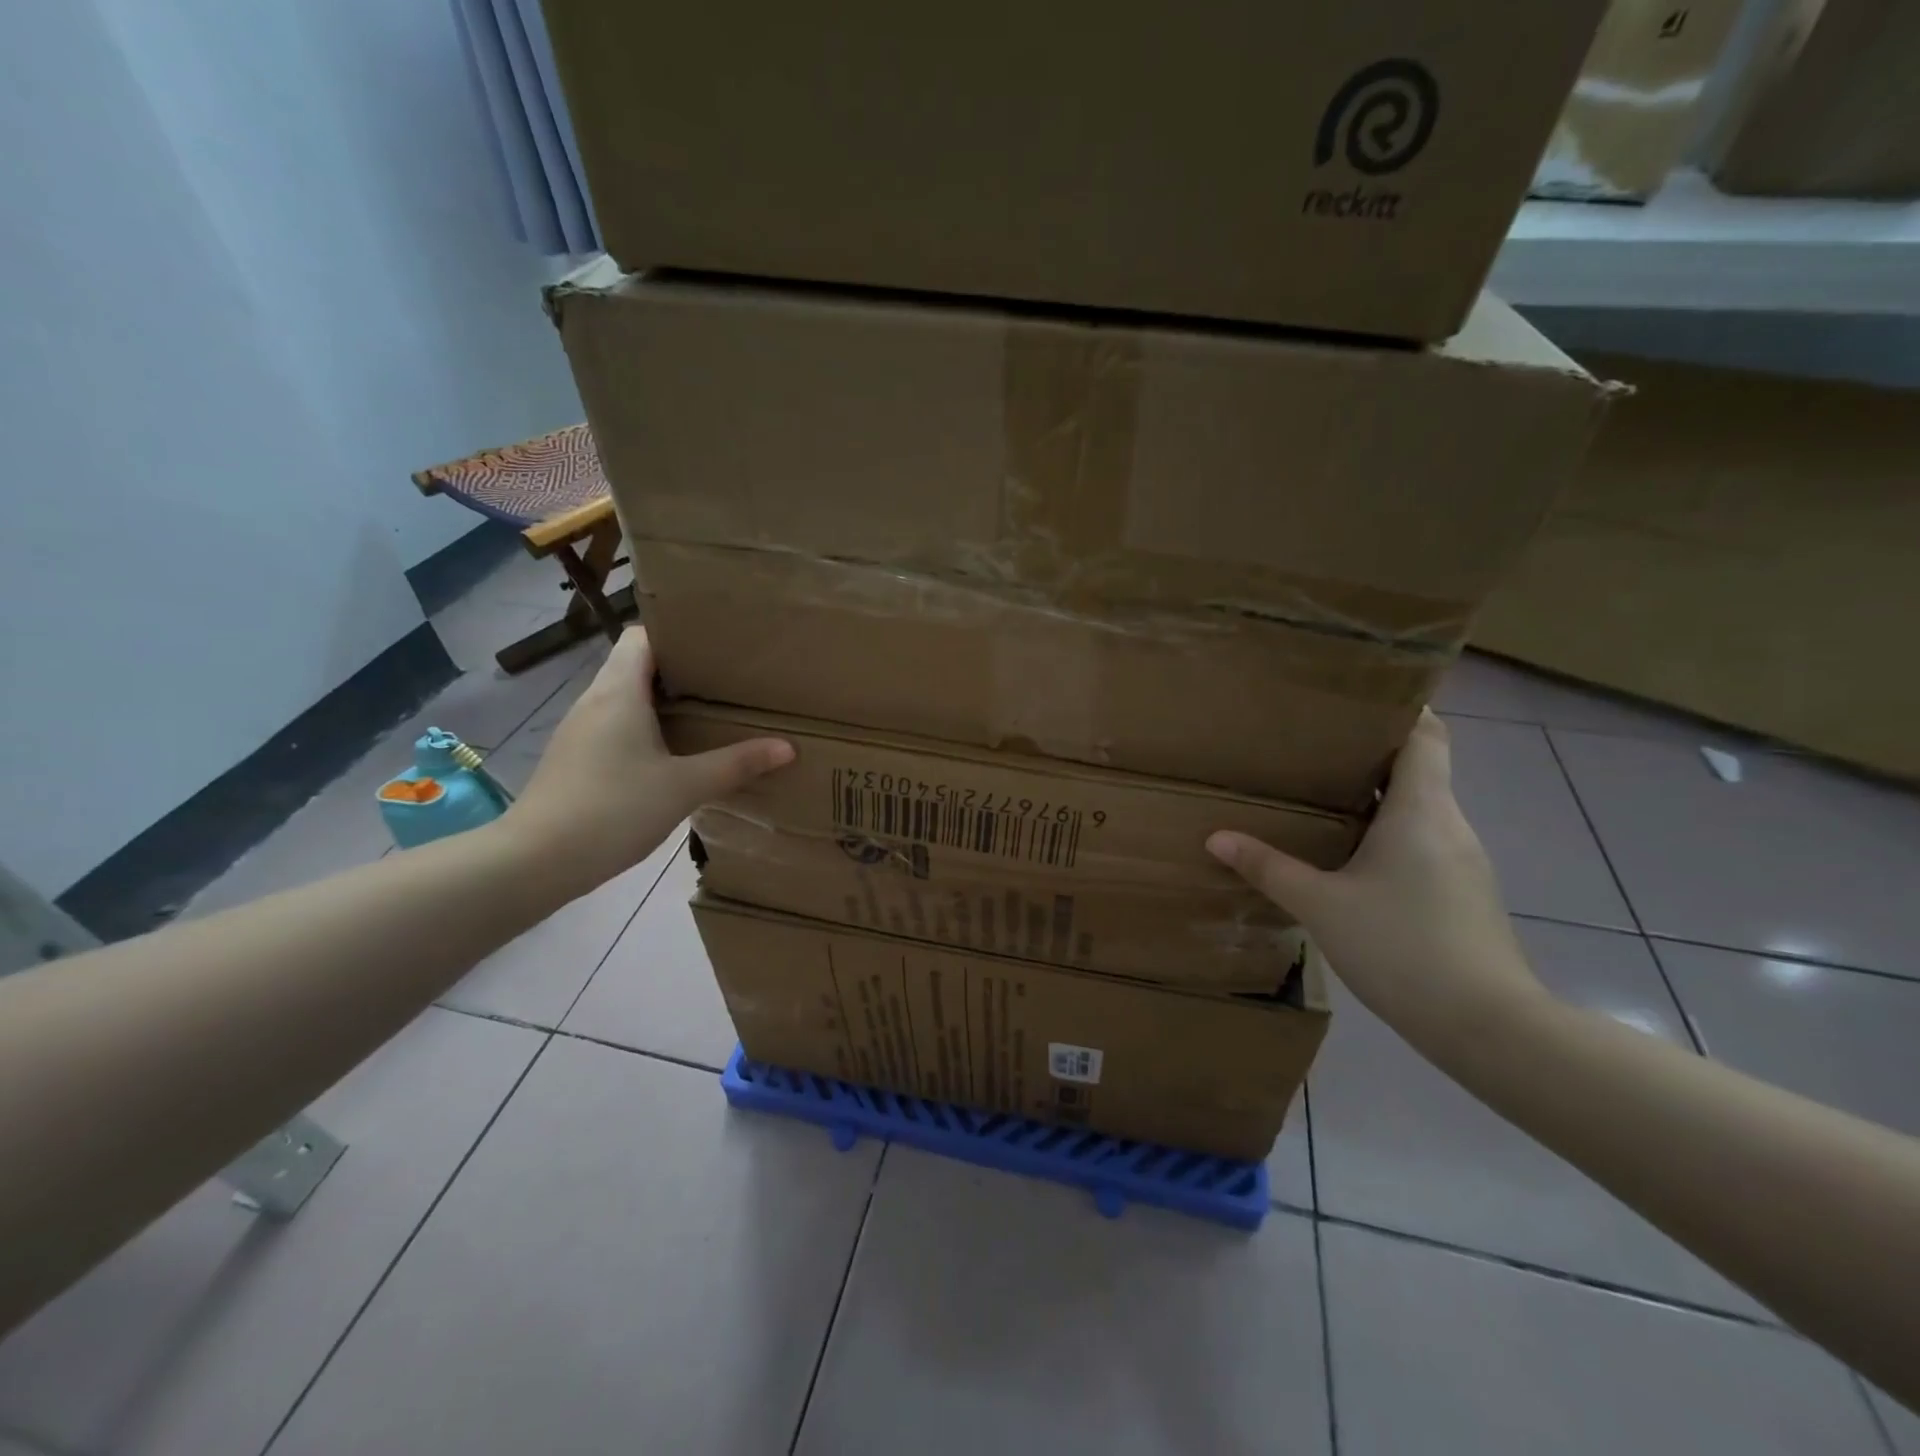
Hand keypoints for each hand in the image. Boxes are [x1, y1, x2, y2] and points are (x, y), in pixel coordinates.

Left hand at [504, 629, 792, 897]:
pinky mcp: (575, 757)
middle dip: (679, 668)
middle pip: (636, 664)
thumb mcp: (685, 787)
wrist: (536, 861)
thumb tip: (787, 747)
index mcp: (619, 691)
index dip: (677, 634)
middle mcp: (595, 700)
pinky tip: (671, 752)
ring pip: (625, 696)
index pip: (642, 635)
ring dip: (661, 699)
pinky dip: (644, 726)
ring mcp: (580, 729)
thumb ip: (736, 764)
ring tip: (706, 712)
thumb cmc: (613, 809)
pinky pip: (615, 724)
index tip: (716, 645)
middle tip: (725, 680)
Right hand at [1207, 710, 1545, 1043]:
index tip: (1359, 699)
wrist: (1487, 1026)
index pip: (1427, 735)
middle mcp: (1449, 824)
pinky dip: (1390, 834)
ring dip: (1377, 798)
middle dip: (1371, 754)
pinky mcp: (1463, 893)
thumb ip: (1269, 868)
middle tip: (1314, 747)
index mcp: (1420, 810)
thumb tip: (1216, 837)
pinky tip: (1352, 857)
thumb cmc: (1402, 947)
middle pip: (1419, 769)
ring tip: (1323, 796)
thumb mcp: (1321, 905)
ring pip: (1419, 809)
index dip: (1402, 709)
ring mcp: (1462, 861)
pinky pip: (1423, 842)